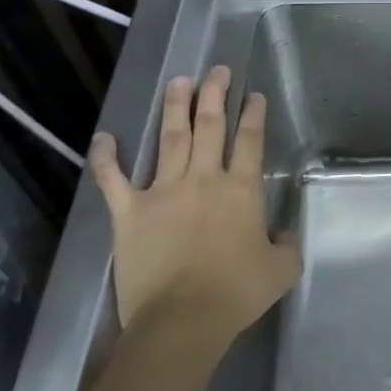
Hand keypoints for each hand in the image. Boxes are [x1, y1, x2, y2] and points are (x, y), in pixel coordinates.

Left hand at [89, 66, 300, 355]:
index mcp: (242, 189)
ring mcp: (164, 191)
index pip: (250, 140)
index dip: (253, 114)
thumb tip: (279, 233)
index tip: (254, 94)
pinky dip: (107, 158)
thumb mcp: (282, 268)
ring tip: (178, 82)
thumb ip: (286, 243)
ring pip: (171, 139)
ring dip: (175, 108)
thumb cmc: (237, 292)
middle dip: (215, 94)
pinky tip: (104, 137)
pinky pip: (114, 179)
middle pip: (211, 126)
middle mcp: (204, 179)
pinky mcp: (130, 213)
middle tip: (217, 70)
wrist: (182, 319)